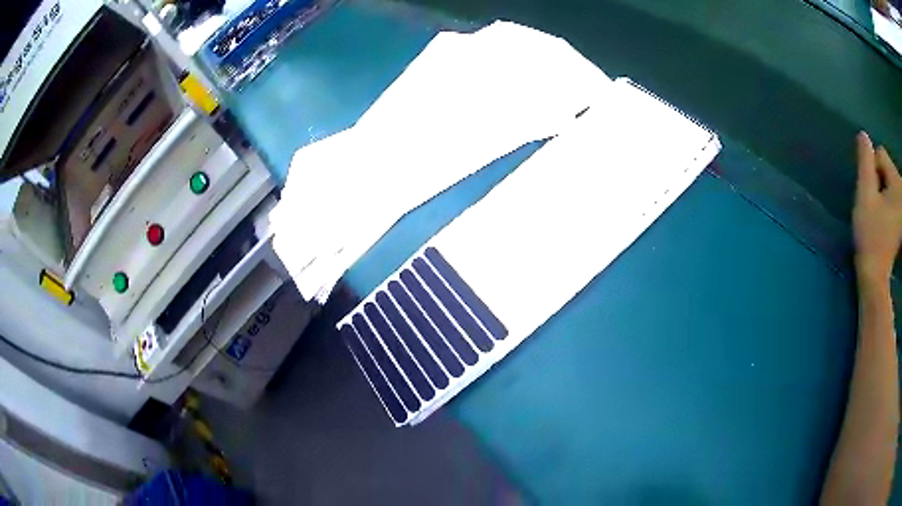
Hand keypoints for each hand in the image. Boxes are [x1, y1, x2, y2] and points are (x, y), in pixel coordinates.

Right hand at [853, 132, 901, 283]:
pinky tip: (886, 223)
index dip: (871, 170)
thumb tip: (864, 136)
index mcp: (897, 184)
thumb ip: (865, 162)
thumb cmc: (871, 236)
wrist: (876, 277)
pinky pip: (894, 196)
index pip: (881, 154)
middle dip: (879, 182)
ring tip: (881, 217)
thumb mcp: (865, 195)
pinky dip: (888, 204)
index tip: (872, 196)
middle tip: (876, 208)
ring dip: (883, 193)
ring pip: (890, 182)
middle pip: (887, 169)